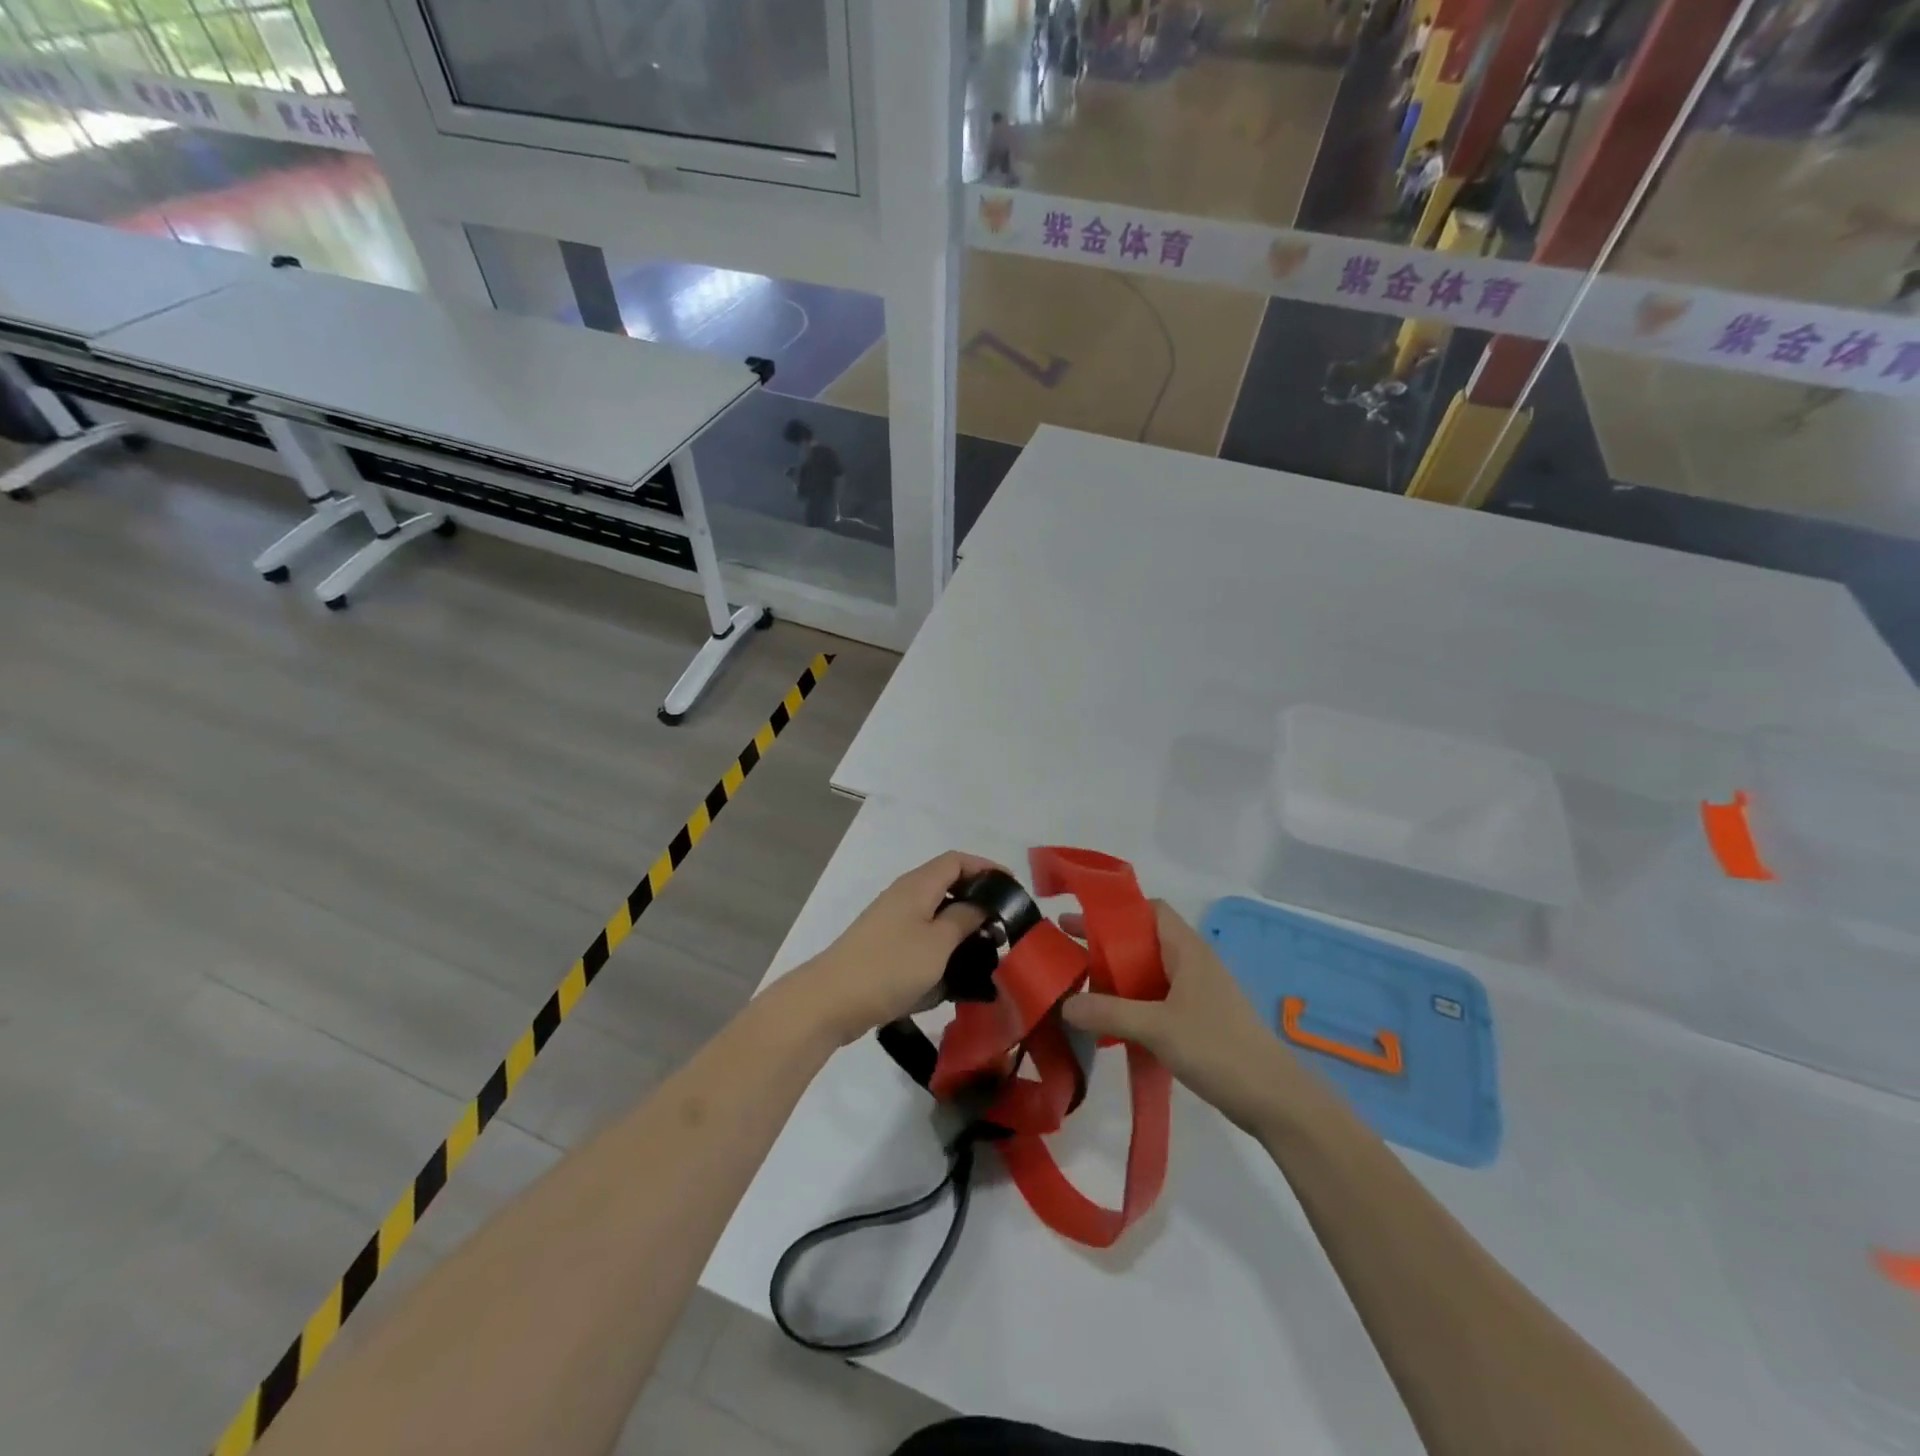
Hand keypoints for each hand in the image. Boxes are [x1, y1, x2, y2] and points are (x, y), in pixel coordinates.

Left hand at [788, 851, 1000, 1046]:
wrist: (831, 1000)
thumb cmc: (889, 966)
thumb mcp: (937, 943)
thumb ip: (964, 919)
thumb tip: (982, 903)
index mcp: (917, 885)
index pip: (957, 861)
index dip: (986, 868)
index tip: (1013, 888)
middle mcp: (904, 896)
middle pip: (947, 885)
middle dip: (978, 901)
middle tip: (1004, 925)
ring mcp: (892, 922)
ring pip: (936, 914)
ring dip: (961, 928)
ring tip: (986, 951)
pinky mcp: (886, 947)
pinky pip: (923, 938)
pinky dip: (943, 947)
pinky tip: (956, 972)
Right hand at [1062, 901, 1319, 1134]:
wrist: (1274, 1098)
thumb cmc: (1217, 1048)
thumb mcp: (1156, 1028)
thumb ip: (1108, 1013)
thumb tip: (1064, 1004)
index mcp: (1187, 950)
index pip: (1150, 910)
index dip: (1116, 910)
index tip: (1082, 920)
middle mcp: (1193, 962)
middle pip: (1144, 939)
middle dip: (1107, 944)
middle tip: (1068, 950)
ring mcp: (1198, 992)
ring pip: (1150, 971)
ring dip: (1118, 975)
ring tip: (1082, 987)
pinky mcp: (1200, 1019)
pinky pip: (1158, 997)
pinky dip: (1132, 1001)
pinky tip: (1112, 1022)